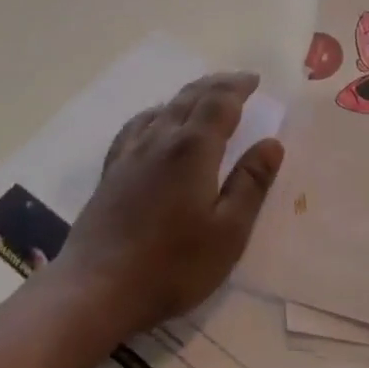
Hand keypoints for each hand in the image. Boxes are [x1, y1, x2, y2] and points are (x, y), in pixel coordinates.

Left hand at [57, 72, 284, 340]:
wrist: (97, 288)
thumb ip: (251, 184)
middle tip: (237, 80)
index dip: (238, 88)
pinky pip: (137, 126)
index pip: (220, 103)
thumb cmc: (172, 265)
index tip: (254, 79)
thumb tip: (272, 143)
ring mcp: (131, 153)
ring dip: (189, 95)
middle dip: (217, 85)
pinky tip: (155, 121)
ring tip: (204, 95)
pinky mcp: (112, 170)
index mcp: (194, 149)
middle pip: (191, 97)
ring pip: (164, 108)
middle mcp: (161, 139)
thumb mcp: (228, 233)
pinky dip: (156, 113)